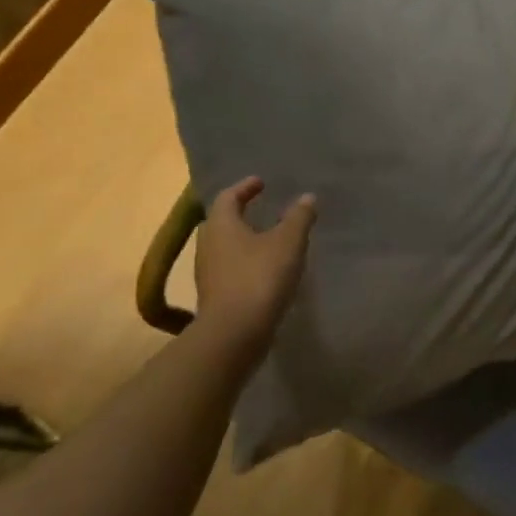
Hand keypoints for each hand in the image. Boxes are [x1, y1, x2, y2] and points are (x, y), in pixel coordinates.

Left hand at [193, 178, 316, 339]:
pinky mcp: (215, 296)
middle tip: (264, 208)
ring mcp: (208, 273)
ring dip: (244, 239)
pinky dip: (246, 261)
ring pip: (225, 247)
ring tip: (269, 238)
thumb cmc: (260, 277)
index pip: (228, 197)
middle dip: (241, 213)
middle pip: (222, 221)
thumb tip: (307, 197)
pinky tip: (266, 269)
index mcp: (221, 225)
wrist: (235, 333)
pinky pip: (230, 268)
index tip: (261, 183)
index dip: (245, 187)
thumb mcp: (288, 242)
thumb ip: (298, 217)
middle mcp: (208, 245)